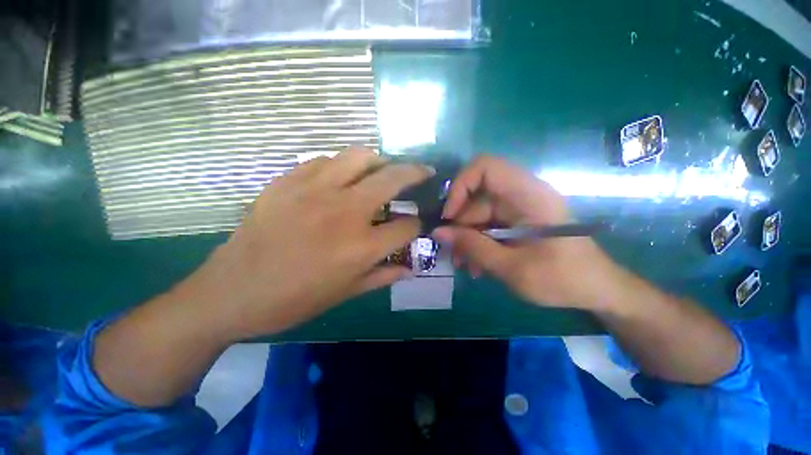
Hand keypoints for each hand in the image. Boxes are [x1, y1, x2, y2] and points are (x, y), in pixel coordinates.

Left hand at [184, 148, 432, 338]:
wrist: (231, 293)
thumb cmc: (294, 300)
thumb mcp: (346, 294)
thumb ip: (383, 276)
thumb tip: (410, 269)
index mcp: (361, 246)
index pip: (407, 226)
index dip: (417, 225)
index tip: (416, 225)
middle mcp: (345, 212)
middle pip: (392, 179)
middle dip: (415, 173)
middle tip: (424, 172)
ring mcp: (315, 191)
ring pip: (359, 157)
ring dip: (379, 161)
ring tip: (383, 169)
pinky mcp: (288, 182)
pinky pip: (325, 161)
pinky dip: (342, 165)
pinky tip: (342, 177)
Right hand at [432, 155, 618, 309]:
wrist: (597, 291)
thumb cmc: (563, 280)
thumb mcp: (512, 268)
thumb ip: (473, 247)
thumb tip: (438, 232)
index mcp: (528, 195)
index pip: (485, 167)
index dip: (460, 186)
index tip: (449, 217)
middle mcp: (521, 195)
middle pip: (476, 197)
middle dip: (460, 225)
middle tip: (453, 253)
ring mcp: (518, 208)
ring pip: (478, 214)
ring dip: (467, 238)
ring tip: (465, 265)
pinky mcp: (516, 221)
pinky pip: (487, 225)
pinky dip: (478, 243)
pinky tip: (477, 265)